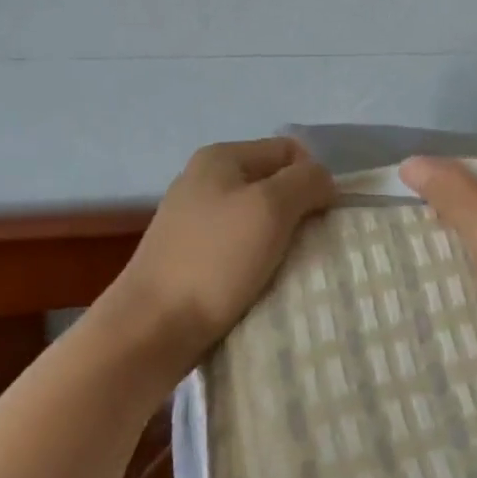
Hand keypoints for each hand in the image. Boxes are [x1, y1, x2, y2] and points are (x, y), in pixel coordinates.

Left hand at [101, 138, 335, 386]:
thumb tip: (322, 180)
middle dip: (298, 210)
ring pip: (258, 218)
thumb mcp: (270, 208)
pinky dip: (258, 260)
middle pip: (273, 183)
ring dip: (280, 239)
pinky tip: (262, 282)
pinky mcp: (192, 255)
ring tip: (288, 267)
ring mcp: (195, 219)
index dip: (313, 178)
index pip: (288, 150)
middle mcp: (205, 180)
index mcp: (221, 157)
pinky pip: (240, 246)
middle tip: (309, 245)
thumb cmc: (215, 259)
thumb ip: (305, 182)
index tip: (322, 217)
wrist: (153, 326)